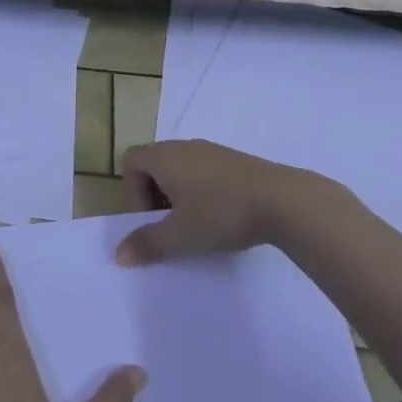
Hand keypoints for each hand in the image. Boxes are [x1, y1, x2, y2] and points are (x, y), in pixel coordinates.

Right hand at [117, 139, 323, 265]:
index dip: (132, 191)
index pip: (131, 161)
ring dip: (179, 194)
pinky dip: (201, 191)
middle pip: (154, 164)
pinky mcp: (234, 160)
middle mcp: (184, 146)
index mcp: (164, 156)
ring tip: (196, 224)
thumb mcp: (180, 236)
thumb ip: (147, 244)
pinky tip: (221, 215)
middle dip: (154, 196)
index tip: (151, 219)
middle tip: (170, 226)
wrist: (283, 200)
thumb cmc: (221, 213)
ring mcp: (211, 150)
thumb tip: (119, 255)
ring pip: (180, 168)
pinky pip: (203, 170)